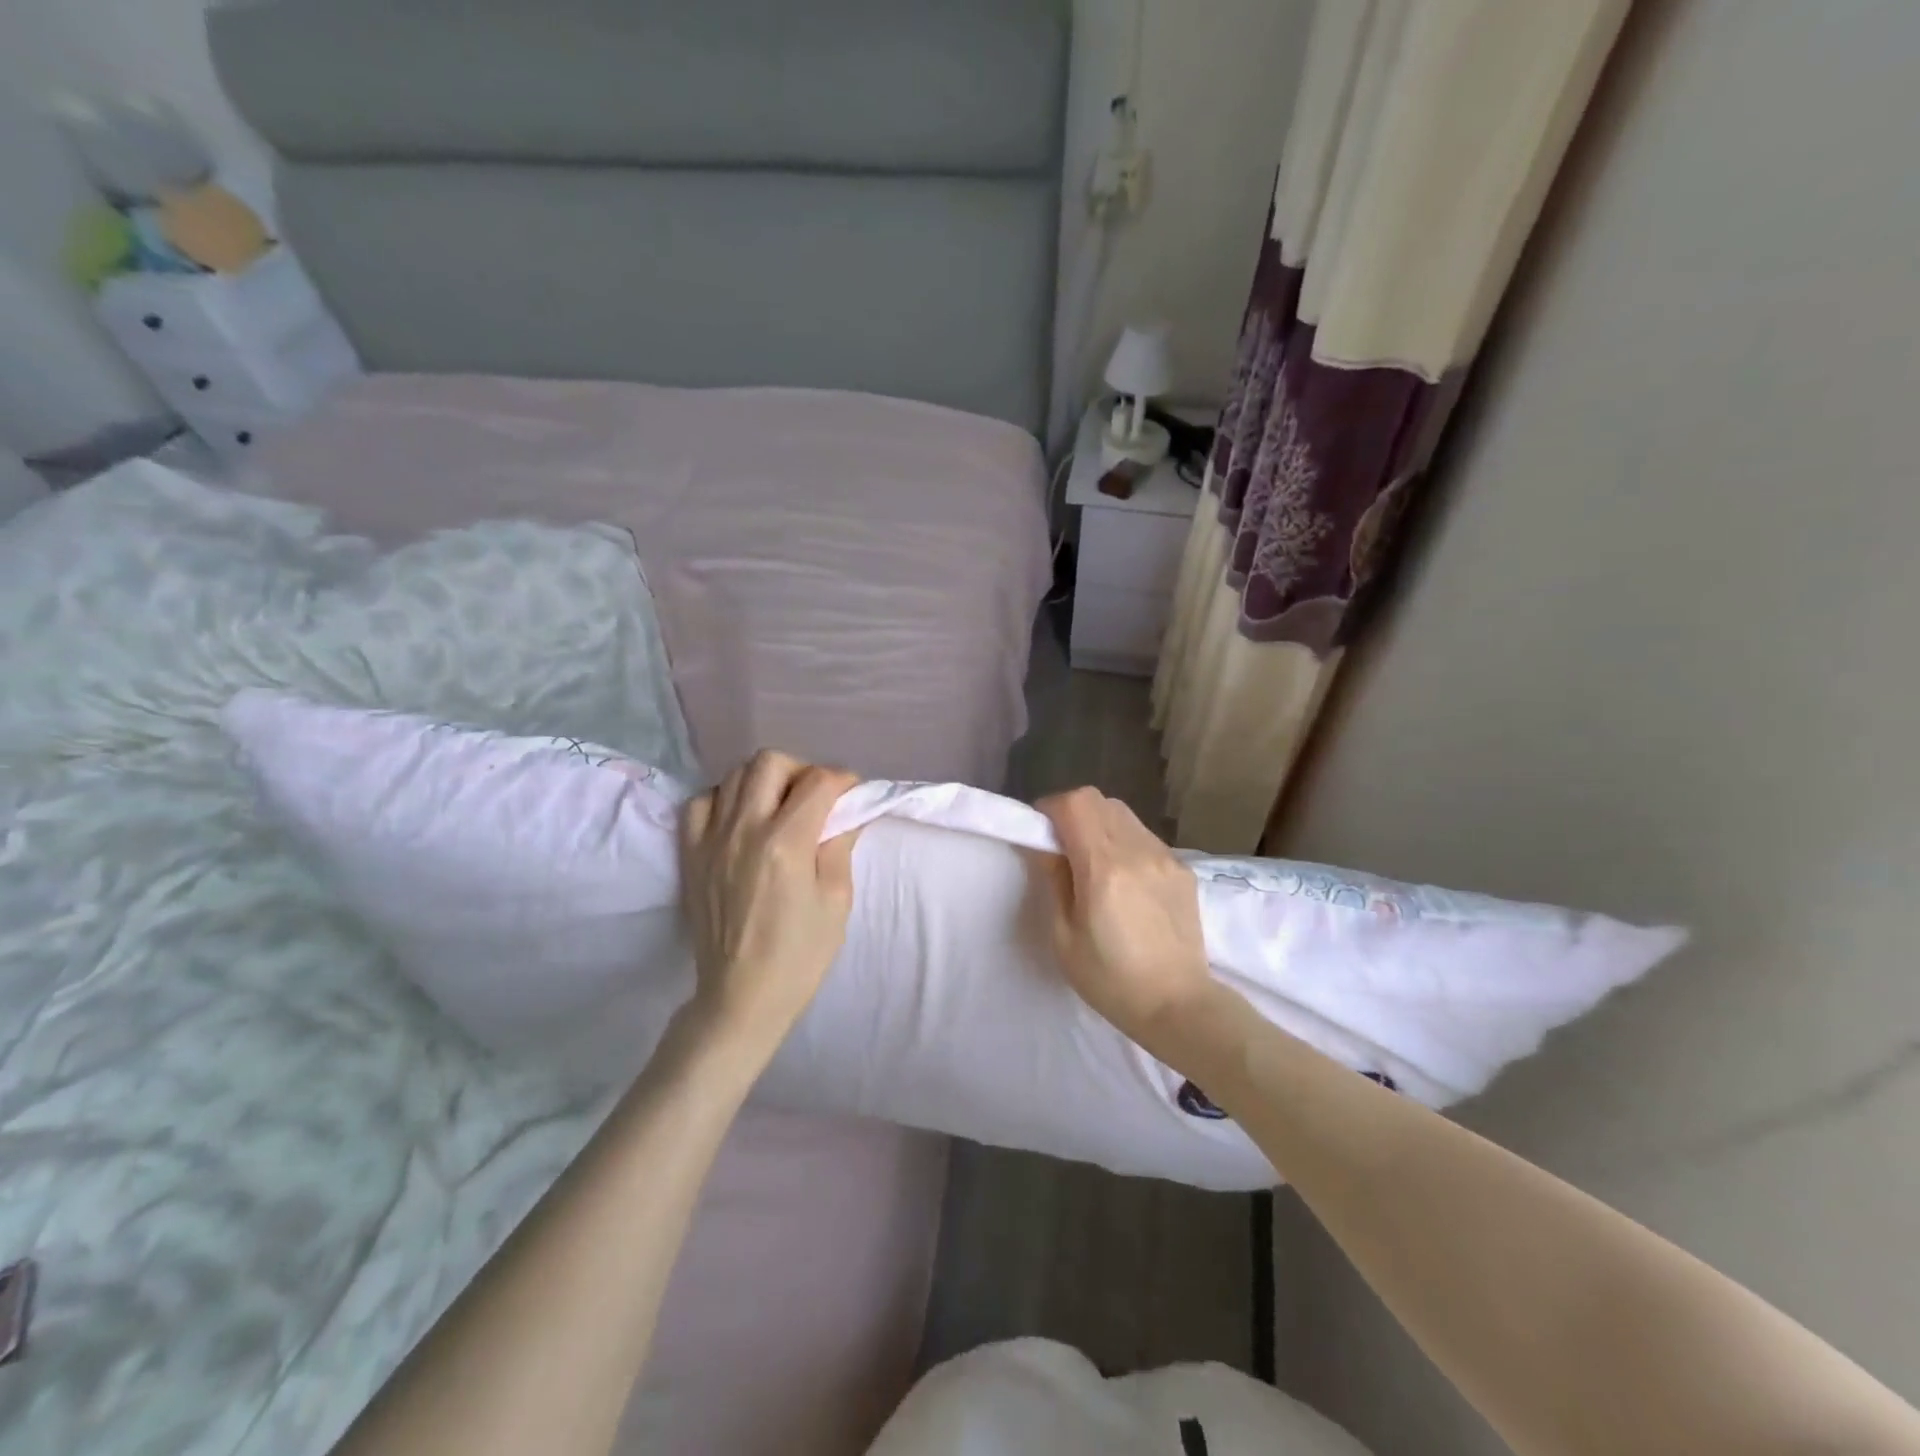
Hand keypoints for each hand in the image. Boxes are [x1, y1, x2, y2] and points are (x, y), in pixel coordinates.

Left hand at [677, 750, 860, 1061]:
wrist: (741, 996)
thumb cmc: (800, 954)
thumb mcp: (837, 901)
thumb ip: (838, 846)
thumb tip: (844, 813)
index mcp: (786, 843)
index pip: (818, 781)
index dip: (843, 781)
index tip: (851, 795)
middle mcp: (744, 829)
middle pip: (770, 762)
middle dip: (801, 769)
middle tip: (815, 798)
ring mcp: (711, 839)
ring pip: (734, 775)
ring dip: (765, 781)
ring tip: (779, 807)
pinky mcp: (690, 853)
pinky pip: (702, 802)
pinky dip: (724, 799)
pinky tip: (740, 819)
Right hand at [1035, 787, 1214, 1052]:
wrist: (1178, 1005)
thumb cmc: (1111, 979)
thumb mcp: (1064, 937)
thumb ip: (1053, 881)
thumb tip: (1046, 848)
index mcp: (1103, 867)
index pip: (1075, 804)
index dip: (1050, 809)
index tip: (1040, 833)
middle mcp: (1137, 851)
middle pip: (1099, 800)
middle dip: (1073, 812)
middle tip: (1062, 846)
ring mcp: (1165, 858)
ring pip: (1123, 814)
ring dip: (1100, 825)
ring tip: (1093, 862)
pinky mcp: (1182, 870)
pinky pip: (1144, 837)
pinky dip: (1124, 842)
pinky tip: (1123, 879)